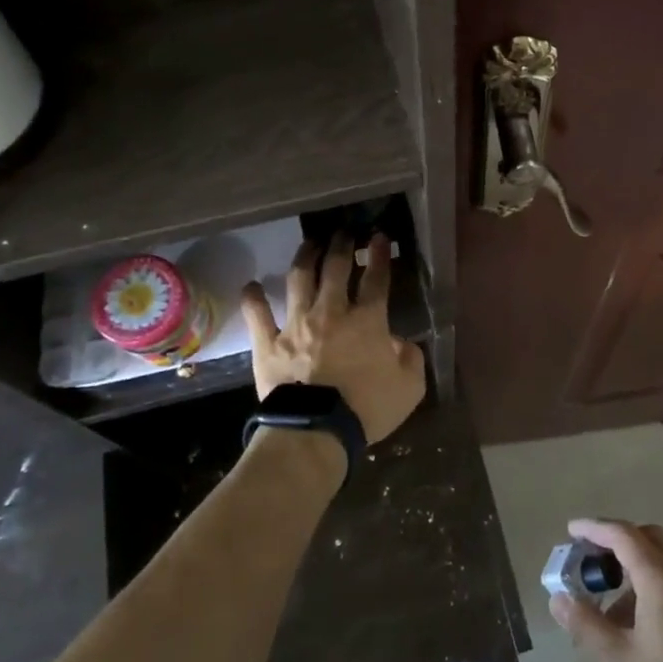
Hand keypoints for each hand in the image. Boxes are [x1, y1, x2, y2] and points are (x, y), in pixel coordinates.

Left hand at [239, 233, 425, 445]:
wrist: (316, 430)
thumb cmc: (367, 408)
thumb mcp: (410, 388)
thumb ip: (411, 358)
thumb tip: (401, 342)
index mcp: (368, 321)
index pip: (377, 279)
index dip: (380, 254)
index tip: (379, 236)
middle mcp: (331, 312)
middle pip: (336, 268)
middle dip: (342, 245)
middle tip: (344, 232)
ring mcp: (296, 324)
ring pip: (299, 279)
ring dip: (305, 257)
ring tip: (309, 244)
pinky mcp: (268, 342)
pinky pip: (258, 315)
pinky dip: (253, 299)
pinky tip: (251, 286)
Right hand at [550, 518, 662, 661]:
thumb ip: (585, 624)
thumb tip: (559, 597)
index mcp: (662, 579)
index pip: (623, 535)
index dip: (594, 528)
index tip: (571, 530)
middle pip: (649, 537)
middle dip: (617, 541)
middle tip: (590, 563)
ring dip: (637, 564)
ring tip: (613, 606)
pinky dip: (657, 581)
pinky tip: (644, 622)